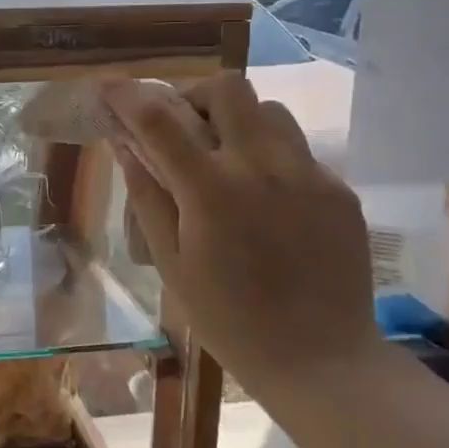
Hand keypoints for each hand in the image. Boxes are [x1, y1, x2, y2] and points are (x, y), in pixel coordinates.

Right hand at [99, 73, 378, 387]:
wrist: (321, 361)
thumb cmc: (229, 320)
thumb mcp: (172, 262)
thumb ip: (147, 195)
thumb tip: (124, 144)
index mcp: (211, 191)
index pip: (159, 119)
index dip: (127, 95)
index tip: (108, 87)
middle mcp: (263, 167)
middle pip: (227, 88)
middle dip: (194, 96)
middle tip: (181, 129)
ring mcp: (309, 175)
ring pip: (269, 110)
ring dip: (237, 121)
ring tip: (226, 160)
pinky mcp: (340, 190)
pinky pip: (298, 149)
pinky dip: (269, 156)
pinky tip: (265, 199)